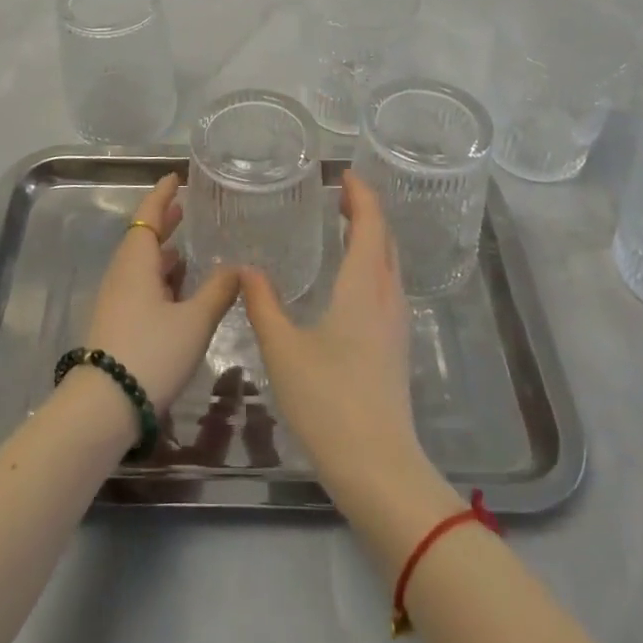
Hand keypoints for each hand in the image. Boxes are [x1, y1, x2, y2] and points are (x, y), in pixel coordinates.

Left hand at [83, 175, 239, 408]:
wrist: (103, 407)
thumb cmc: (151, 352)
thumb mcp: (194, 321)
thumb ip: (218, 290)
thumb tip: (238, 266)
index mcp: (137, 261)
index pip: (148, 215)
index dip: (162, 195)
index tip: (174, 178)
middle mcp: (123, 273)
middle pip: (143, 238)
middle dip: (163, 222)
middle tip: (184, 208)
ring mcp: (116, 300)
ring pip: (141, 264)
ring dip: (162, 252)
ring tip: (187, 248)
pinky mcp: (116, 324)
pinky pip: (140, 286)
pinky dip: (160, 278)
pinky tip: (178, 291)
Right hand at [241, 173, 433, 501]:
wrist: (379, 468)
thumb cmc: (329, 400)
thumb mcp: (283, 349)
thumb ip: (263, 303)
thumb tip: (245, 268)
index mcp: (364, 286)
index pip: (371, 223)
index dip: (361, 195)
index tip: (344, 174)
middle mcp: (387, 296)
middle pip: (385, 239)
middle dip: (367, 211)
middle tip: (341, 193)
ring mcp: (397, 323)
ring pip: (390, 263)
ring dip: (372, 237)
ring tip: (345, 226)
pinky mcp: (396, 346)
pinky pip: (388, 285)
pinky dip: (373, 263)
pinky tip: (351, 278)